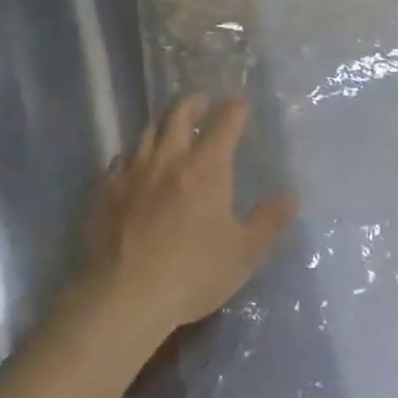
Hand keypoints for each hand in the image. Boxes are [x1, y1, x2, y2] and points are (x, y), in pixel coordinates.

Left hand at [85, 96, 298, 342]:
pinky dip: (133, 157)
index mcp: (206, 168)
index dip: (234, 108)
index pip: (224, 123)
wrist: (125, 296)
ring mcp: (133, 172)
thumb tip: (291, 196)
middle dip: (194, 102)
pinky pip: (120, 161)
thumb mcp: (244, 253)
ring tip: (169, 128)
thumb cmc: (193, 274)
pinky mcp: (107, 191)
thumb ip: (269, 221)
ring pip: (147, 132)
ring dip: (162, 125)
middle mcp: (169, 159)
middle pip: (178, 114)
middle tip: (203, 101)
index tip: (240, 102)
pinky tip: (134, 167)